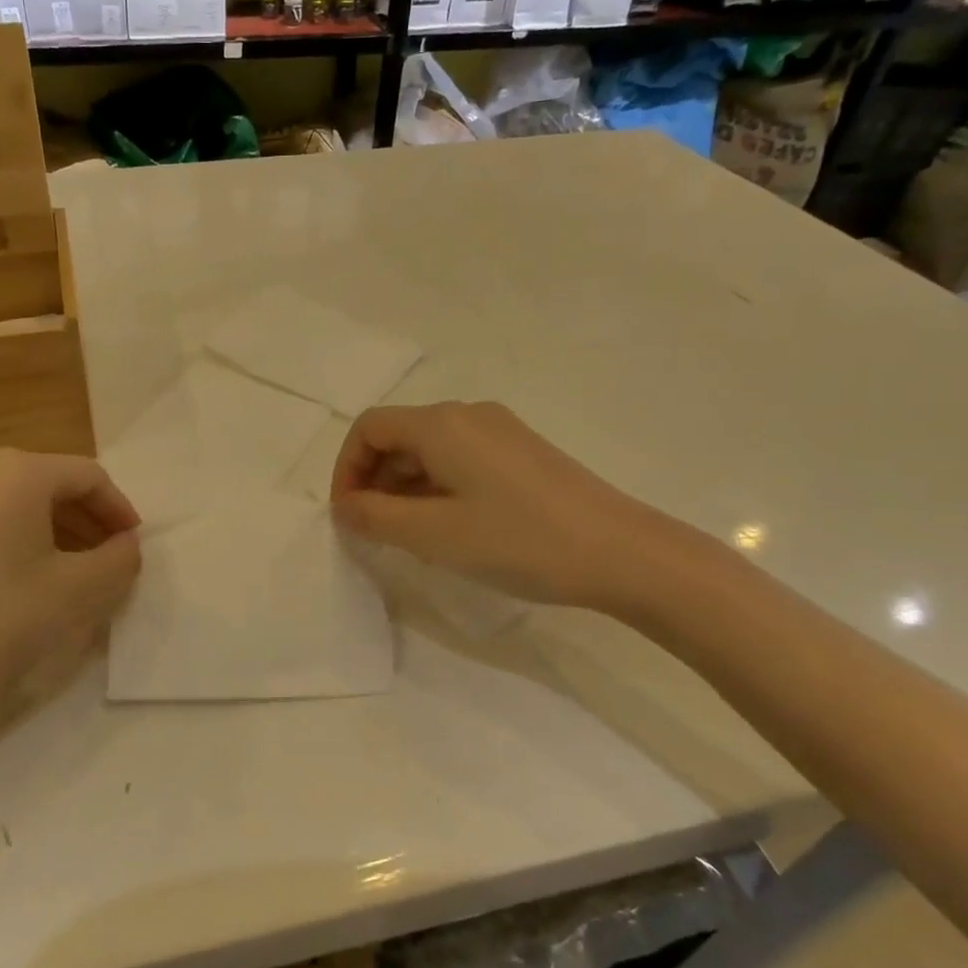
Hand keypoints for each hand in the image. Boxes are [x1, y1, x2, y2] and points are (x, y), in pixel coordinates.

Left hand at [0, 450, 141, 725]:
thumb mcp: (78, 590)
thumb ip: (119, 560)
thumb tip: (126, 546)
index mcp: (19, 471)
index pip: (90, 477)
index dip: (120, 511)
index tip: (133, 546)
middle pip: (54, 484)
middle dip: (89, 522)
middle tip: (110, 561)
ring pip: (22, 501)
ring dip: (58, 530)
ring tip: (77, 572)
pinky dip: (23, 536)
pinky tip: (32, 575)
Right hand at [329, 402, 696, 614]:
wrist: (623, 552)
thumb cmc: (519, 540)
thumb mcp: (434, 535)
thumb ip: (376, 518)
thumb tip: (344, 507)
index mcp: (442, 423)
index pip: (370, 428)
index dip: (347, 469)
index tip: (348, 516)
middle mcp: (469, 414)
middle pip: (400, 435)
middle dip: (375, 480)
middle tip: (374, 532)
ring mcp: (501, 431)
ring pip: (431, 450)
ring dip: (405, 487)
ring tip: (410, 537)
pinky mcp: (523, 453)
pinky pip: (461, 460)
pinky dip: (438, 487)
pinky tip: (451, 527)